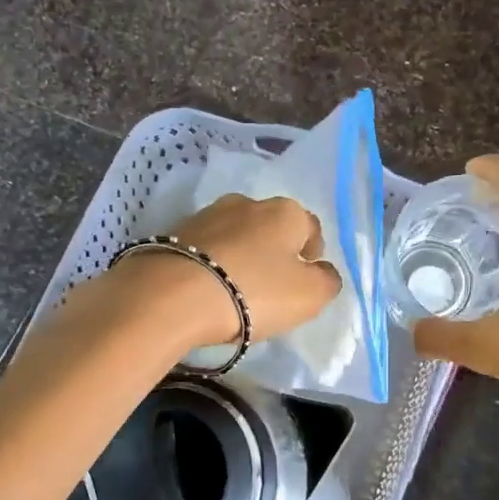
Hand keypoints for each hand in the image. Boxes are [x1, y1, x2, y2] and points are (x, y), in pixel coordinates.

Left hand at [118, 193, 340, 344]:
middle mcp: (247, 203)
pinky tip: (206, 288)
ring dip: (240, 255)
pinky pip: (205, 247)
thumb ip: (327, 281)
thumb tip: (323, 271)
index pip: (311, 227)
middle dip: (273, 252)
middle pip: (271, 228)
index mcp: (286, 211)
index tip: (302, 281)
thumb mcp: (309, 296)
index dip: (311, 254)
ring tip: (233, 289)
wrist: (172, 296)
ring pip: (236, 235)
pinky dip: (210, 262)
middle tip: (268, 288)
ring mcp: (207, 214)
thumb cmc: (253, 293)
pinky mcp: (174, 232)